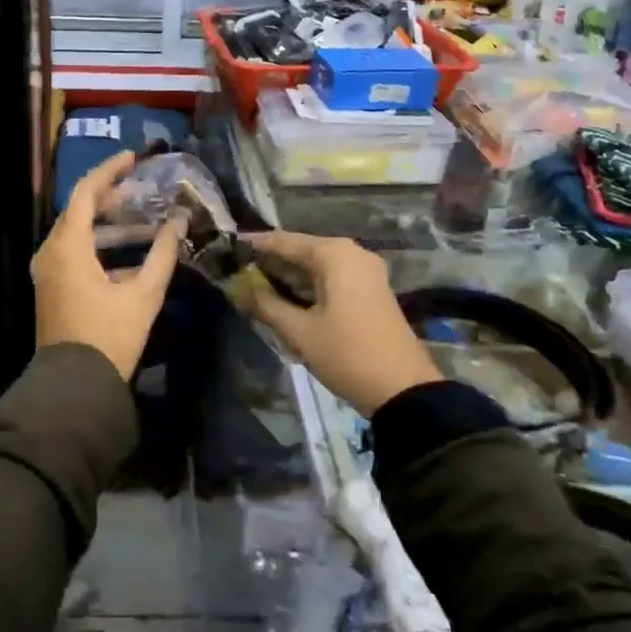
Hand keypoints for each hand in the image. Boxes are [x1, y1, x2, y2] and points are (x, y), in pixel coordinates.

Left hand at [33, 151, 185, 380]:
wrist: (74, 387)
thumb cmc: (109, 337)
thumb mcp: (143, 295)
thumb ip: (163, 254)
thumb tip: (179, 222)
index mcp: (67, 246)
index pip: (85, 192)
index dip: (109, 171)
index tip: (133, 159)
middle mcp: (51, 253)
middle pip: (80, 211)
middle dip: (112, 198)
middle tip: (143, 191)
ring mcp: (49, 272)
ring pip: (78, 235)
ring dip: (110, 226)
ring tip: (146, 222)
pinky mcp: (53, 289)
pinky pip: (75, 255)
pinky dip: (101, 249)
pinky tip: (133, 257)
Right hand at [239, 230, 439, 416]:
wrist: (403, 390)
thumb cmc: (347, 353)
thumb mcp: (299, 331)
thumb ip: (265, 304)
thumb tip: (237, 288)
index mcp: (334, 254)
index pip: (284, 241)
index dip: (254, 245)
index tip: (227, 247)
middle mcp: (351, 254)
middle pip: (301, 251)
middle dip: (270, 262)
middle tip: (237, 271)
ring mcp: (365, 273)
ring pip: (316, 266)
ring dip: (288, 276)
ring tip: (253, 285)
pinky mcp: (370, 292)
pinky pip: (331, 279)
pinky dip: (307, 286)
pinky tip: (285, 299)